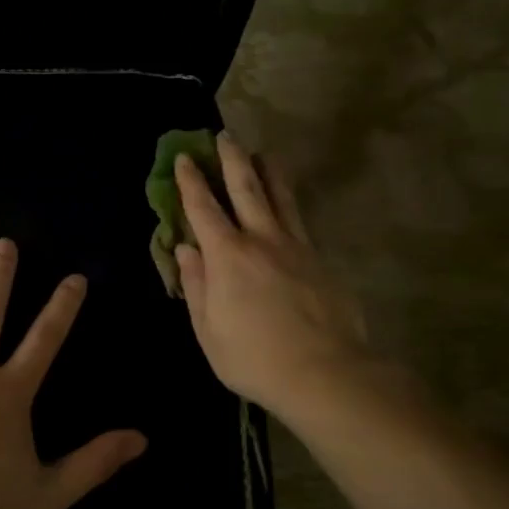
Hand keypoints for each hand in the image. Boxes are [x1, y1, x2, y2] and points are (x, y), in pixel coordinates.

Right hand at [174, 132, 370, 419]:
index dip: (191, 181)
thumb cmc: (254, 358)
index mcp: (227, 256)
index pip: (203, 209)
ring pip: (281, 197)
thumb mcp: (208, 330)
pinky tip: (289, 204)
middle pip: (246, 187)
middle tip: (225, 135)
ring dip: (269, 171)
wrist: (324, 373)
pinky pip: (300, 221)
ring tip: (264, 153)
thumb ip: (197, 286)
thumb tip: (185, 250)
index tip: (184, 157)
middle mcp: (262, 239)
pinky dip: (289, 204)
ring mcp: (296, 246)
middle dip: (232, 158)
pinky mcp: (320, 260)